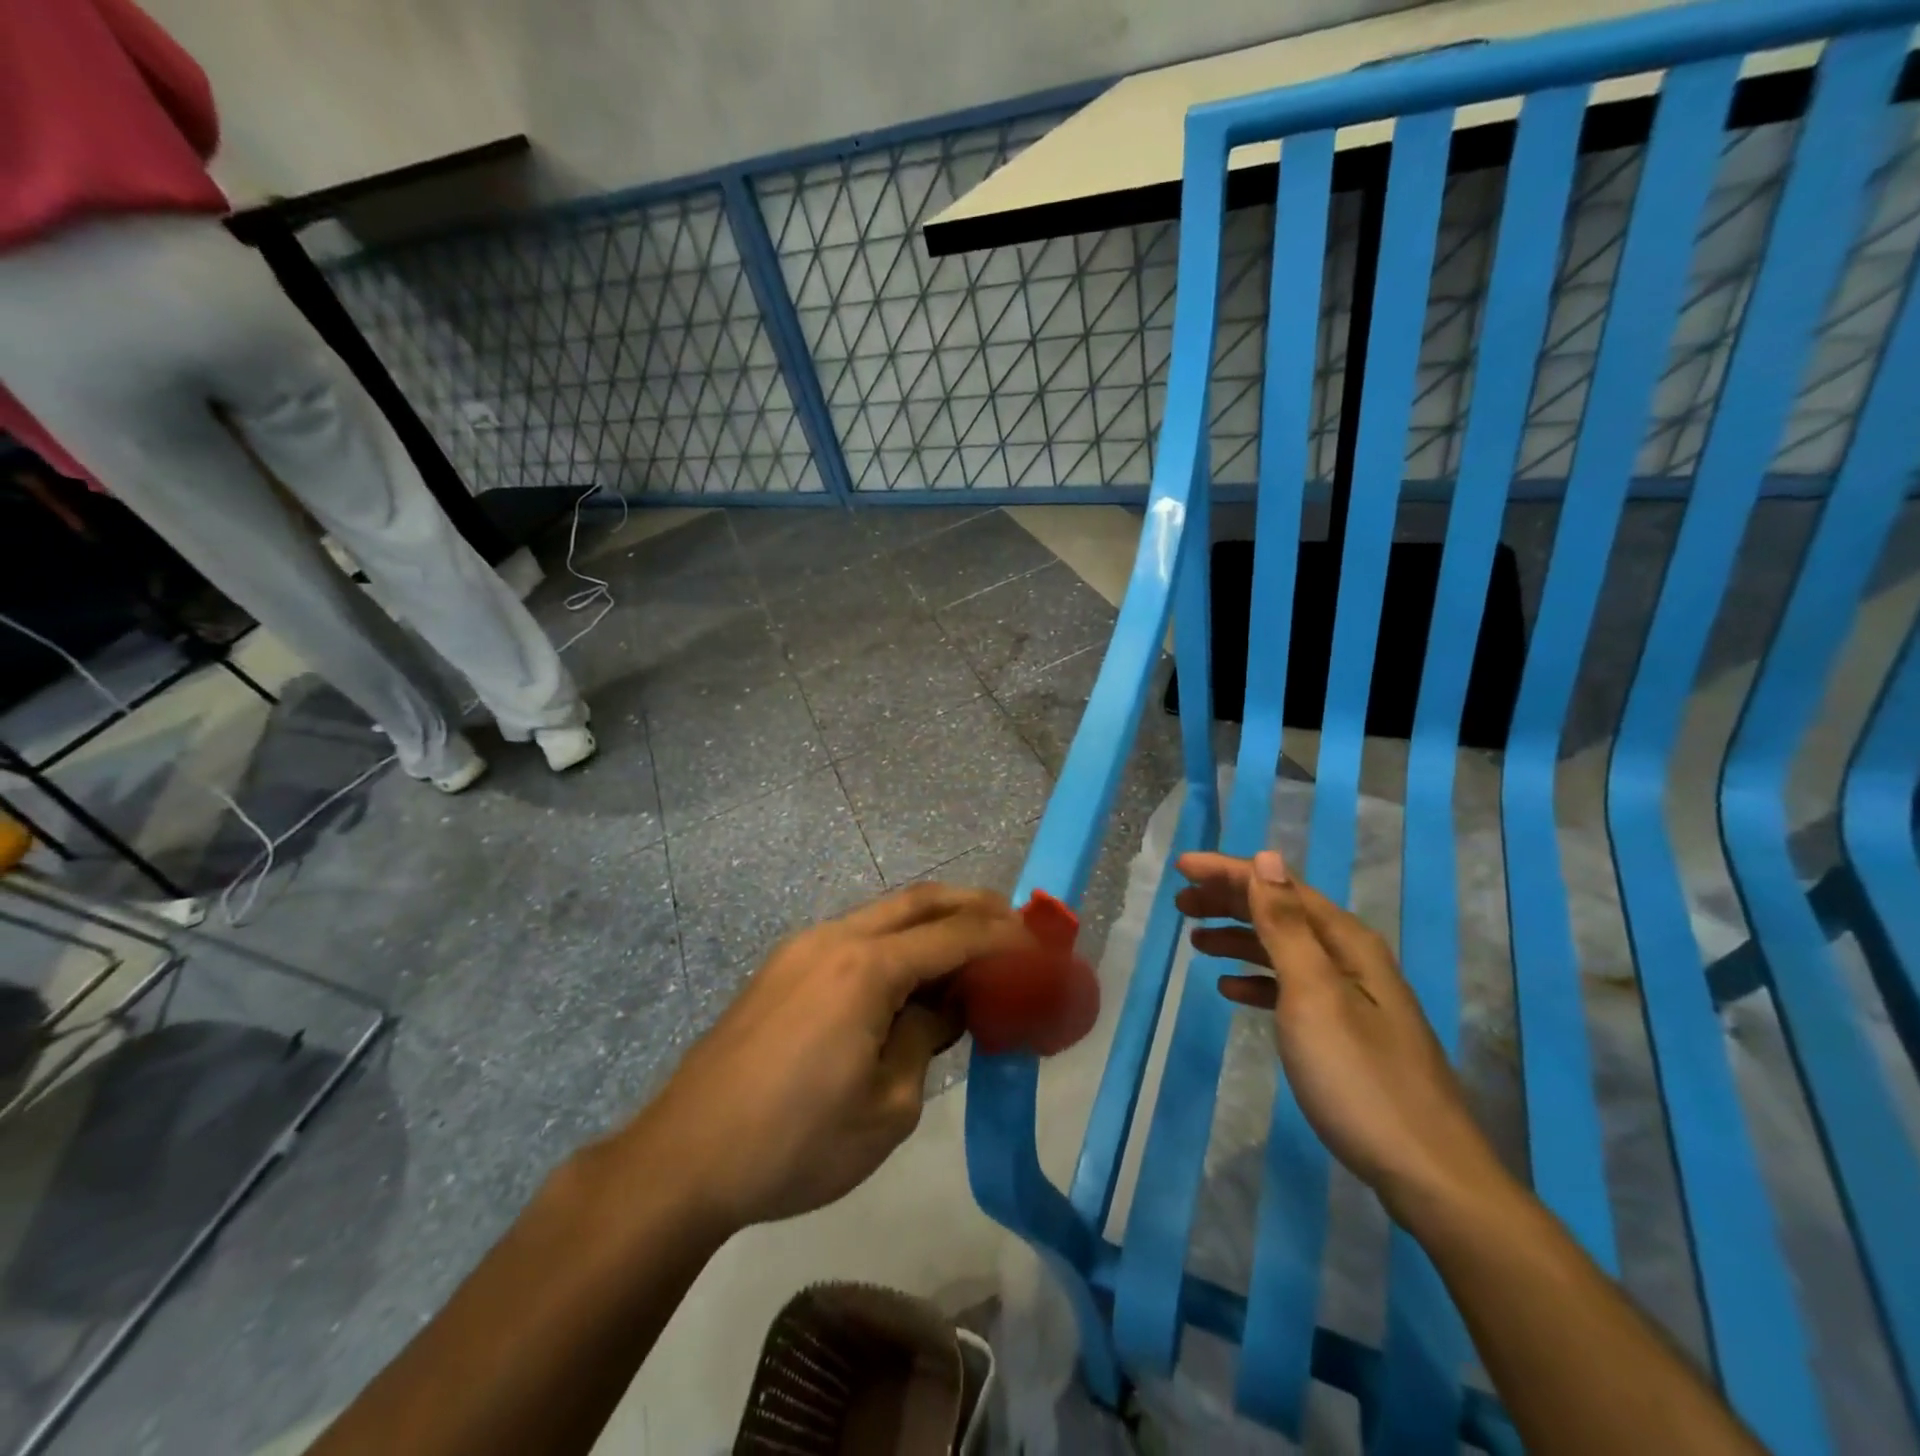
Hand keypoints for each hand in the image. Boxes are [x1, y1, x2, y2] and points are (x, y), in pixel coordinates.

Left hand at [631, 884, 1034, 1231]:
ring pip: (883, 914)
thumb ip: (925, 1039)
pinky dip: (895, 943)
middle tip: (1013, 921)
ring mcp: (803, 948)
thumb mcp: (887, 1107)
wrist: (686, 1156)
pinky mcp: (783, 968)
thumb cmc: (796, 1143)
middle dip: (971, 904)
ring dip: (931, 922)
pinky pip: (854, 937)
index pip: (954, 935)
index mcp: (867, 967)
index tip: (1041, 944)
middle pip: (918, 900)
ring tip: (969, 949)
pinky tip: (909, 977)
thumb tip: (942, 1009)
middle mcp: (836, 938)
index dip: (1004, 937)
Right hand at [1176, 849, 1508, 1219]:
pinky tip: (1231, 988)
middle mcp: (1350, 960)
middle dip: (1230, 900)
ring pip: (1284, 950)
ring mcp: (1351, 999)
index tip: (1182, 866)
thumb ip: (1286, 926)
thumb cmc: (1359, 1076)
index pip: (1279, 887)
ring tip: (1196, 940)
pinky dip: (1258, 980)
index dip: (1229, 872)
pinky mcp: (1345, 1034)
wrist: (1427, 1174)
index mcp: (1345, 943)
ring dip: (1239, 937)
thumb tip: (1267, 858)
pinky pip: (1291, 988)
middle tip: (1181, 902)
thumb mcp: (1314, 994)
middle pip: (1282, 913)